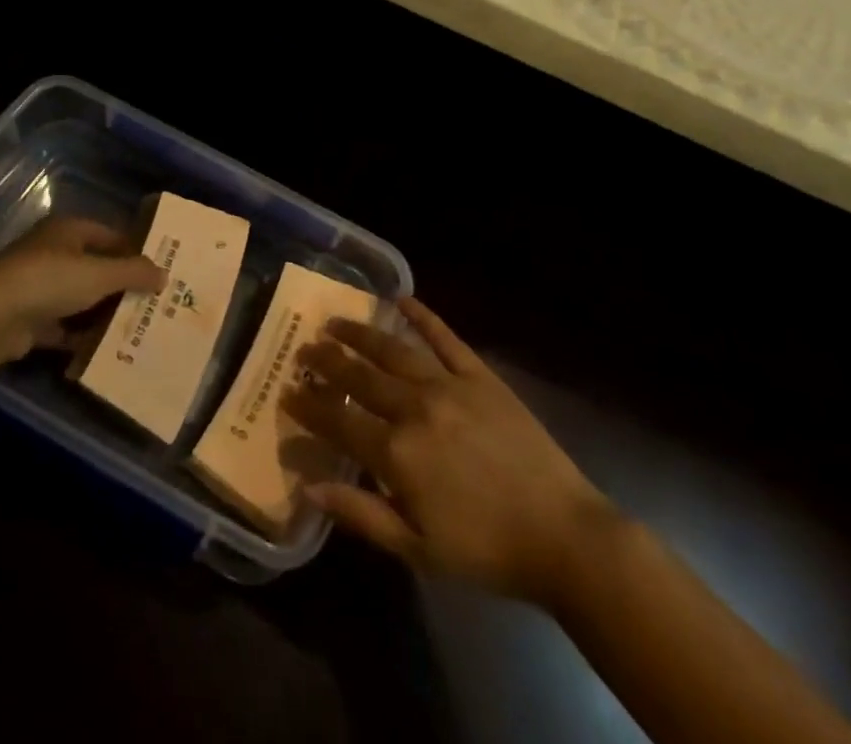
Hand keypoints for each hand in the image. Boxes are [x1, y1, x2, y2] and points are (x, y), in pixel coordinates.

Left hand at [0, 216, 162, 360]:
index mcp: (68, 231)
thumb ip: (134, 273)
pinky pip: (63, 326)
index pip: (109, 235)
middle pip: (95, 267)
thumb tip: (164, 274)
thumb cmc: (51, 280)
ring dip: (102, 312)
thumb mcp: (101, 273)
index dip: (133, 251)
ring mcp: (37, 287)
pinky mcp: (28, 319)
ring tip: (135, 327)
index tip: (158, 271)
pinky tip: (105, 349)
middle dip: (120, 286)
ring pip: (79, 298)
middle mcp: (52, 253)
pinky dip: (81, 336)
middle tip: (151, 302)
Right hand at [286, 297, 610, 601]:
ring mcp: (448, 385)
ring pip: (393, 350)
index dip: (308, 405)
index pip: (338, 419)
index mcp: (396, 452)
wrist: (563, 535)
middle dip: (326, 361)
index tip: (286, 391)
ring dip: (360, 334)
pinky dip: (423, 316)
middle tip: (304, 348)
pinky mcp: (480, 376)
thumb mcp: (417, 548)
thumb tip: (310, 486)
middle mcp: (415, 407)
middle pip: (359, 376)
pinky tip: (402, 299)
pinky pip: (445, 338)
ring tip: (335, 322)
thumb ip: (361, 513)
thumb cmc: (485, 550)